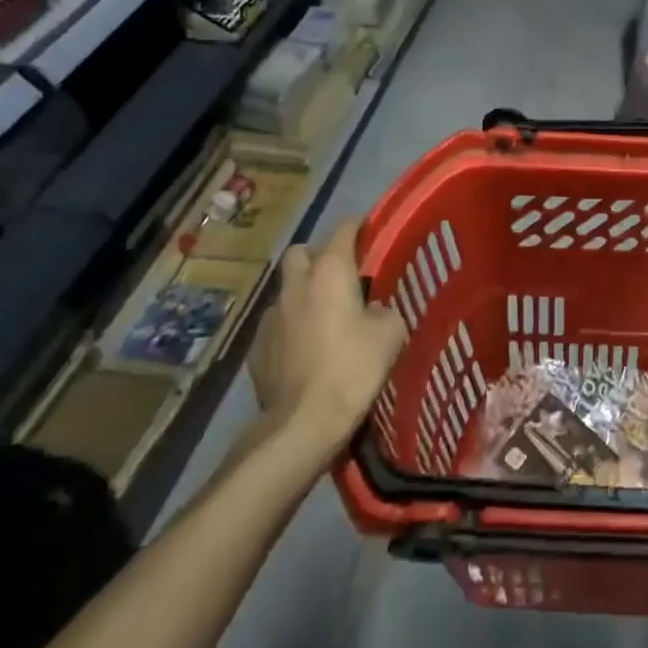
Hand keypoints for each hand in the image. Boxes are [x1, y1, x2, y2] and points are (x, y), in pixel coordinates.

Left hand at [249, 218, 405, 451]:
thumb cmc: (354, 368)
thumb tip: (373, 310)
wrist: (303, 422)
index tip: (370, 231)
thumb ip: (384, 311)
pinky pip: (275, 324)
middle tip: (339, 275)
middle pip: (300, 252)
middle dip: (318, 255)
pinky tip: (304, 350)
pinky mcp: (256, 348)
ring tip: (322, 317)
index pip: (343, 229)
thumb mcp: (391, 334)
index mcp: (331, 272)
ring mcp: (270, 316)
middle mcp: (296, 285)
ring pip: (286, 289)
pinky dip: (290, 328)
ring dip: (302, 294)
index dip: (358, 226)